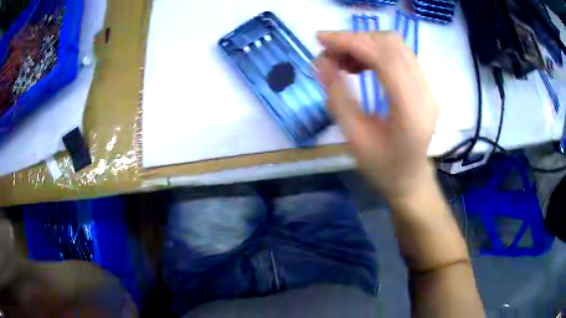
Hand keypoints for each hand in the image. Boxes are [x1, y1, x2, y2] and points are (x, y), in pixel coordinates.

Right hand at [316, 31, 438, 199]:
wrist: (410, 180)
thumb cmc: (383, 168)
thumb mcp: (354, 138)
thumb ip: (337, 97)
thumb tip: (320, 61)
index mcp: (411, 111)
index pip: (385, 58)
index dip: (351, 41)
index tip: (321, 39)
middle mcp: (425, 93)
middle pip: (392, 44)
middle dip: (356, 40)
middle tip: (329, 53)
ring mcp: (428, 88)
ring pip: (397, 46)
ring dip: (365, 44)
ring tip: (342, 60)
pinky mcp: (424, 86)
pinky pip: (400, 55)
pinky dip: (376, 52)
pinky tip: (360, 65)